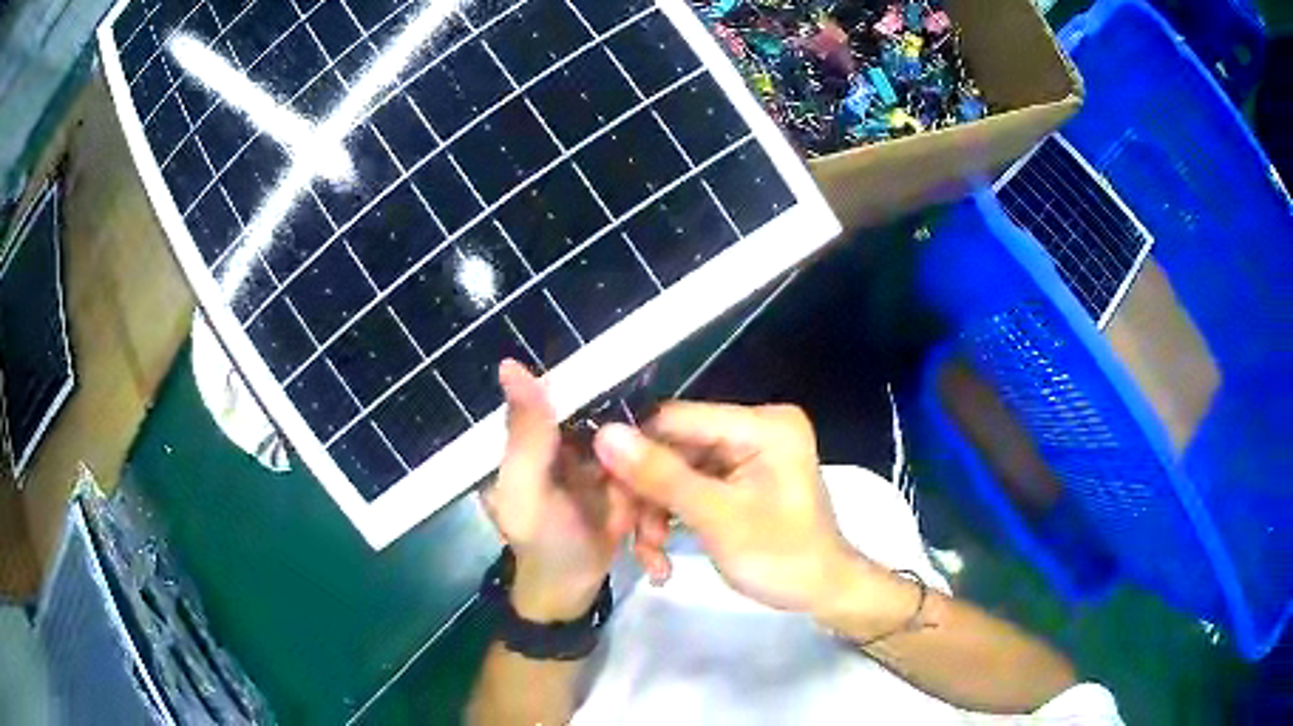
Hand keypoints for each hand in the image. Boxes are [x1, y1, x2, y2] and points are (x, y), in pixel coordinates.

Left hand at [481, 360, 637, 620]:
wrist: (566, 595)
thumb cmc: (538, 542)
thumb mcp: (525, 491)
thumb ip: (526, 434)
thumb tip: (510, 365)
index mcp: (545, 429)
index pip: (584, 391)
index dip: (617, 397)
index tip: (650, 425)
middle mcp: (576, 437)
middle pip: (627, 423)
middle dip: (649, 464)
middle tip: (653, 499)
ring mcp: (607, 462)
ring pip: (648, 456)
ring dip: (657, 499)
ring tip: (649, 539)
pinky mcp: (630, 487)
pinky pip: (655, 484)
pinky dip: (657, 516)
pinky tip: (653, 555)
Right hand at [593, 402, 858, 614]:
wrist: (822, 594)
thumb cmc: (781, 557)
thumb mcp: (718, 519)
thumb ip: (661, 476)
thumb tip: (604, 434)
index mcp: (762, 424)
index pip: (676, 420)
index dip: (633, 452)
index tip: (603, 491)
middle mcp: (754, 427)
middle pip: (673, 449)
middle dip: (646, 496)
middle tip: (623, 535)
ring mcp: (747, 454)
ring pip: (675, 472)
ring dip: (655, 515)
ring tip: (651, 557)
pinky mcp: (739, 478)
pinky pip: (691, 488)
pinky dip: (672, 519)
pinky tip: (663, 556)